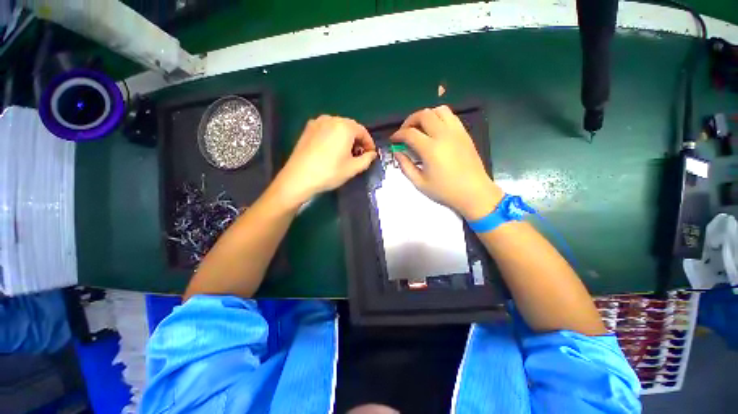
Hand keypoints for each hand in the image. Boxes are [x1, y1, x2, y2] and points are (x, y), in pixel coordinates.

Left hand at [273, 115, 376, 207]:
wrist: (299, 177)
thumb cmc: (329, 172)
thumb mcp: (353, 168)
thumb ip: (367, 159)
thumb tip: (372, 154)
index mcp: (345, 127)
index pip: (363, 131)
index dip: (369, 143)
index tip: (371, 154)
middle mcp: (331, 119)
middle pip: (350, 127)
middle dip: (357, 140)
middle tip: (359, 154)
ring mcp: (317, 122)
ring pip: (338, 127)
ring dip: (345, 137)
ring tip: (346, 152)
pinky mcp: (307, 129)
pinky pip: (326, 129)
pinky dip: (333, 136)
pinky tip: (331, 149)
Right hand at [391, 105, 502, 219]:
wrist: (474, 193)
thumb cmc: (445, 191)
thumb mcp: (420, 183)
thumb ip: (405, 166)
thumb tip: (397, 153)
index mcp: (431, 149)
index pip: (409, 133)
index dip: (398, 135)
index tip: (394, 140)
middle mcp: (443, 135)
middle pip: (424, 115)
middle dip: (410, 120)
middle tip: (405, 132)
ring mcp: (456, 132)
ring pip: (439, 110)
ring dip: (426, 116)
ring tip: (420, 128)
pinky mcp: (465, 134)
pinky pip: (451, 116)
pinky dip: (439, 118)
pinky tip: (435, 131)